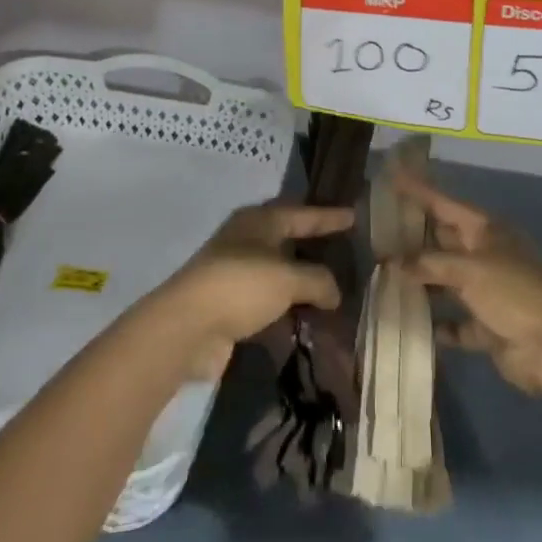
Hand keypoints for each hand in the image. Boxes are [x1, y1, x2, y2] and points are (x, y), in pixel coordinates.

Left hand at [153, 203, 351, 378]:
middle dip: (314, 247)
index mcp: (259, 222)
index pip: (302, 213)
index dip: (329, 216)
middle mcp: (246, 241)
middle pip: (288, 240)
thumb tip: (335, 293)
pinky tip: (309, 321)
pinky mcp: (231, 306)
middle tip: (344, 250)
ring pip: (279, 274)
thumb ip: (319, 281)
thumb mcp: (288, 278)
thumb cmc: (241, 286)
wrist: (187, 327)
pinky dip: (288, 310)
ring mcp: (236, 274)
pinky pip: (269, 303)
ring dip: (303, 284)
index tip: (353, 215)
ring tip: (335, 292)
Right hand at [396, 169, 541, 394]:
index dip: (419, 190)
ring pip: (446, 281)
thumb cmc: (514, 294)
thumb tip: (394, 262)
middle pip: (444, 241)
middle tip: (377, 231)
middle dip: (414, 238)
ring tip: (383, 276)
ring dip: (421, 281)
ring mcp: (489, 292)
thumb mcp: (470, 269)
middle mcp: (487, 256)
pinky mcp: (489, 326)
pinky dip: (437, 323)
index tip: (393, 176)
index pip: (446, 204)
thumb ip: (429, 264)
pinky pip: (456, 322)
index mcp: (488, 231)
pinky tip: (409, 321)